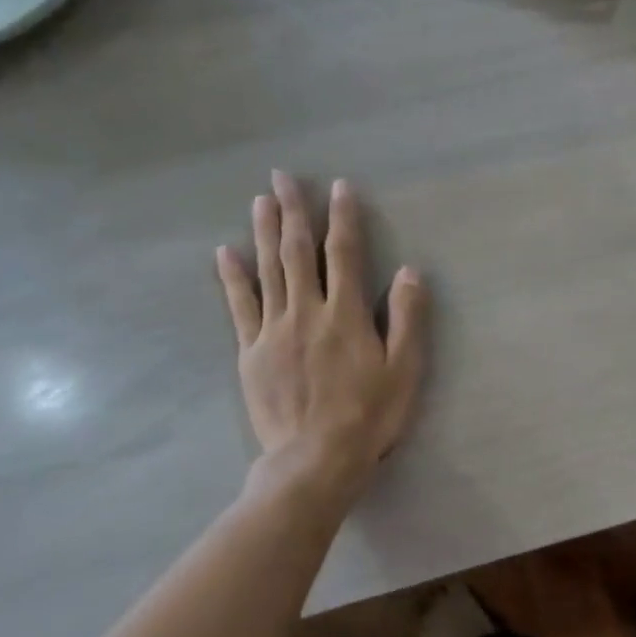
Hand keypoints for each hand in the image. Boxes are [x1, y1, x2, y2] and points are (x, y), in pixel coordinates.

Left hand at [216, 173, 427, 495]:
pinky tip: (225, 253)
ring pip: (268, 270)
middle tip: (282, 177)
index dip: (343, 217)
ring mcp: (274, 330)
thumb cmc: (370, 415)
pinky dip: (232, 277)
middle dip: (293, 211)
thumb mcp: (405, 368)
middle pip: (298, 252)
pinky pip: (239, 306)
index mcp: (346, 314)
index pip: (345, 254)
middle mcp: (307, 312)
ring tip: (260, 201)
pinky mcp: (251, 352)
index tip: (339, 187)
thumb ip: (408, 318)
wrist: (315, 459)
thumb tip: (410, 271)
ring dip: (265, 232)